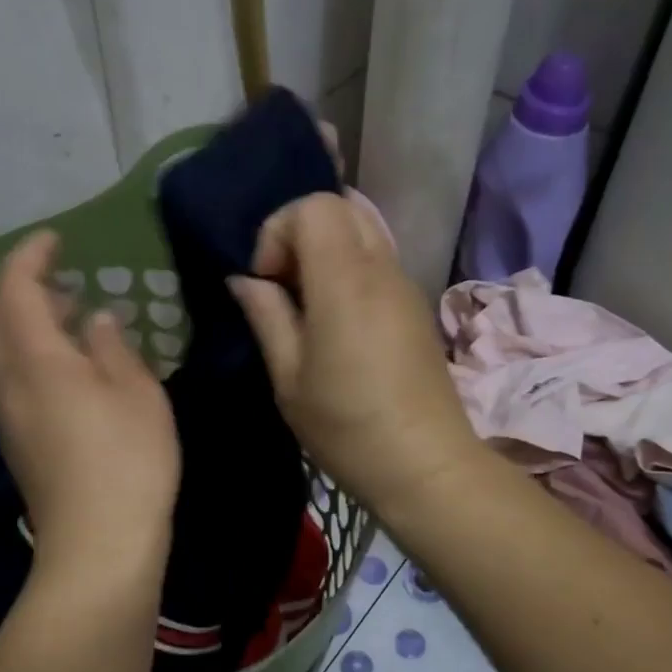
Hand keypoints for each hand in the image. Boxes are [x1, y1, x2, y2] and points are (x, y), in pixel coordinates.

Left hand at [0, 230, 180, 583]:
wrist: (98, 545)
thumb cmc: (129, 460)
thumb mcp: (137, 393)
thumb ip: (113, 348)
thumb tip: (96, 321)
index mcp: (37, 360)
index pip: (13, 289)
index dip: (29, 257)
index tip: (55, 239)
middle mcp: (8, 383)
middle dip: (16, 289)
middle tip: (60, 283)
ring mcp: (8, 417)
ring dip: (24, 324)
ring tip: (72, 319)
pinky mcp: (19, 444)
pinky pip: (11, 381)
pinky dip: (31, 356)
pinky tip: (72, 370)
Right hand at [227, 193, 480, 515]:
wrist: (426, 465)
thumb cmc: (348, 427)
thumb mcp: (290, 379)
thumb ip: (266, 316)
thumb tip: (245, 280)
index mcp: (346, 281)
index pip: (315, 206)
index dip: (279, 231)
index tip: (267, 281)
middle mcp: (382, 270)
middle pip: (342, 207)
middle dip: (302, 233)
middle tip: (284, 286)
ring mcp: (406, 286)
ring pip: (363, 232)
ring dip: (327, 252)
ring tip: (308, 307)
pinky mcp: (417, 307)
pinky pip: (378, 261)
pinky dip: (350, 270)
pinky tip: (338, 323)